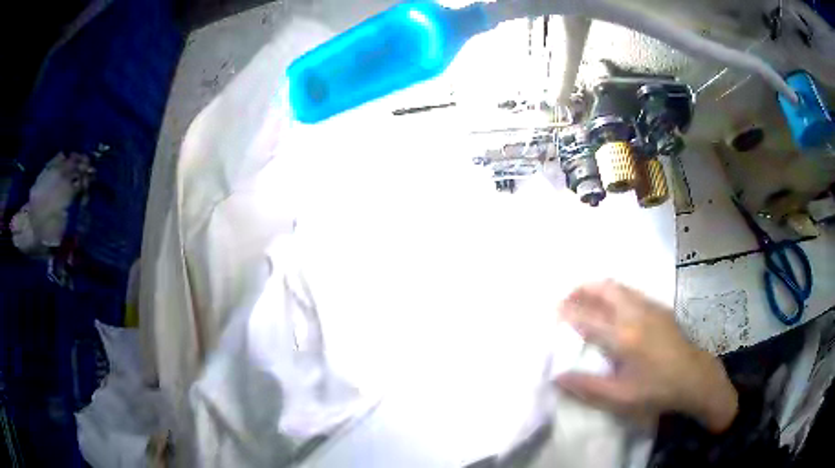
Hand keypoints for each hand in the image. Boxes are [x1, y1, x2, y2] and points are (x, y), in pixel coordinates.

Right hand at [554, 281, 737, 432]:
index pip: (588, 319)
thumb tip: (557, 376)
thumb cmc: (656, 389)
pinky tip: (614, 306)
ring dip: (599, 288)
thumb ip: (587, 387)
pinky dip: (615, 292)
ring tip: (585, 298)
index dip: (568, 312)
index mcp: (624, 337)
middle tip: (567, 298)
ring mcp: (650, 307)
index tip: (553, 311)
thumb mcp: (620, 397)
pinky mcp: (659, 307)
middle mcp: (635, 314)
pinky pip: (631, 292)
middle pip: (605, 289)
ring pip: (619, 287)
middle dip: (583, 289)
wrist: (694, 376)